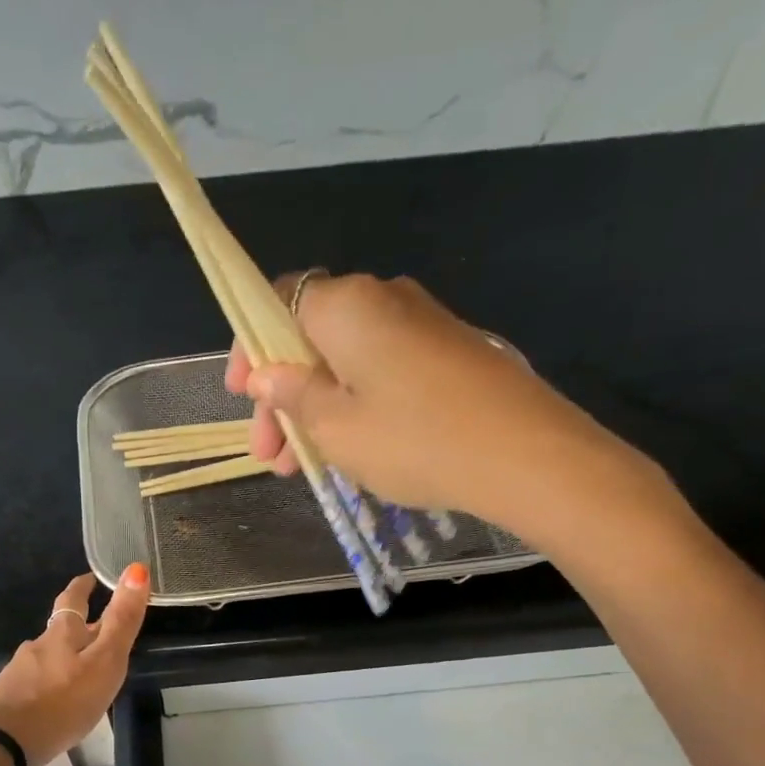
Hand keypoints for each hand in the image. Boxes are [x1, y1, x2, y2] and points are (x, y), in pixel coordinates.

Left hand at [0, 566, 149, 765]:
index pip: (74, 600)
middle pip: (59, 629)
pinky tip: (56, 700)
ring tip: (81, 671)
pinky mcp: (9, 698)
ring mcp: (20, 672)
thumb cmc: (63, 701)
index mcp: (62, 634)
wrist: (4, 742)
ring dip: (64, 658)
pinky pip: (35, 683)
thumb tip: (136, 569)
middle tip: (94, 624)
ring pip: (47, 657)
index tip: (91, 576)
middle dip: (76, 624)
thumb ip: (121, 620)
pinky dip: (50, 684)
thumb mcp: (104, 661)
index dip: (84, 586)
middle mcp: (38, 646)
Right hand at [225, 272, 675, 556]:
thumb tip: (266, 374)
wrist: (523, 453)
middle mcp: (383, 298)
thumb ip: (293, 396)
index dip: (251, 348)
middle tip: (272, 455)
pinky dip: (355, 406)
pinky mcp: (447, 352)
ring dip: (317, 409)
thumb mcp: (336, 428)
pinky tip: (350, 450)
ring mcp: (421, 323)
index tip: (241, 397)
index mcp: (346, 305)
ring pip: (346, 361)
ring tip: (304, 467)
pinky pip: (381, 371)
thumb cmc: (414, 439)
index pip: (278, 303)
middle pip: (311, 338)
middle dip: (283, 396)